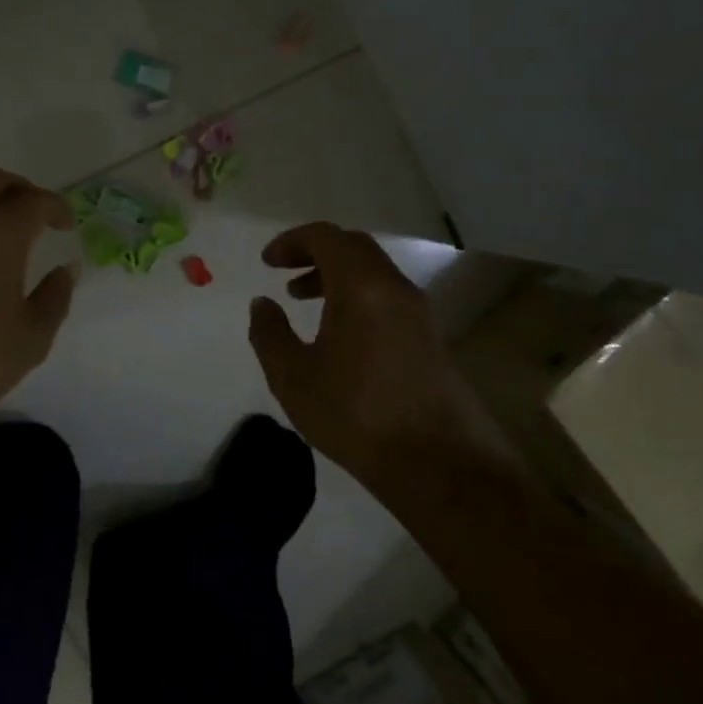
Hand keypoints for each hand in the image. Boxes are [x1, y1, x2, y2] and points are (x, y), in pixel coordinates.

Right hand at [247, 222, 480, 482]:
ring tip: (303, 299)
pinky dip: (357, 295)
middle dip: (314, 252)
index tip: (267, 262)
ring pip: (373, 272)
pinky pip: (388, 296)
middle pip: (354, 247)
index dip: (292, 241)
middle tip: (284, 272)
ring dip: (336, 275)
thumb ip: (269, 334)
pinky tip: (339, 333)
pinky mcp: (431, 337)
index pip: (326, 237)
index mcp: (362, 287)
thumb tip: (262, 304)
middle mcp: (395, 288)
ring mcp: (420, 312)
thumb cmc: (356, 415)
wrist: (440, 466)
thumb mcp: (293, 378)